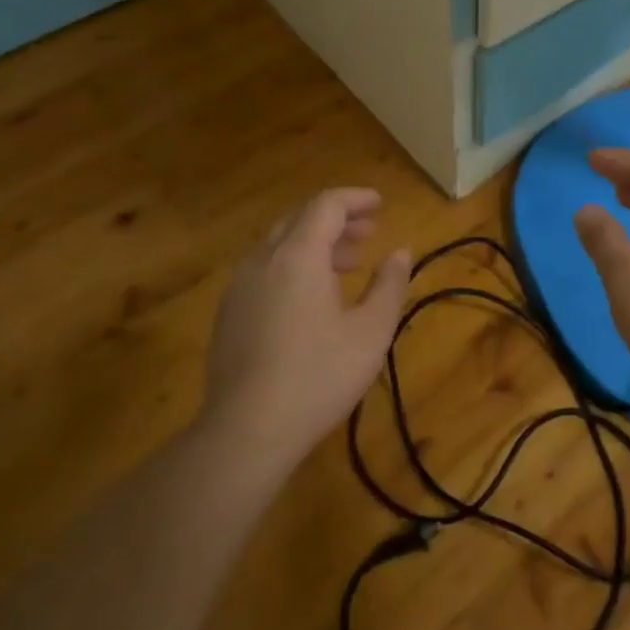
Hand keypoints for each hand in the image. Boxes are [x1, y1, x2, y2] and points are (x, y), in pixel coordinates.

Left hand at [202, 189, 410, 466]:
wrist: (246, 431)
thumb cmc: (318, 376)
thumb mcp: (371, 331)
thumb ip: (389, 285)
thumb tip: (400, 253)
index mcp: (298, 255)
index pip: (326, 205)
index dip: (355, 199)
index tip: (380, 203)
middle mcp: (263, 260)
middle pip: (299, 219)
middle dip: (337, 221)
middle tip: (369, 233)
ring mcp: (239, 287)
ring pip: (279, 245)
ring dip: (315, 244)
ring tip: (347, 265)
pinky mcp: (228, 314)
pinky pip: (265, 270)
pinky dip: (294, 266)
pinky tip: (312, 299)